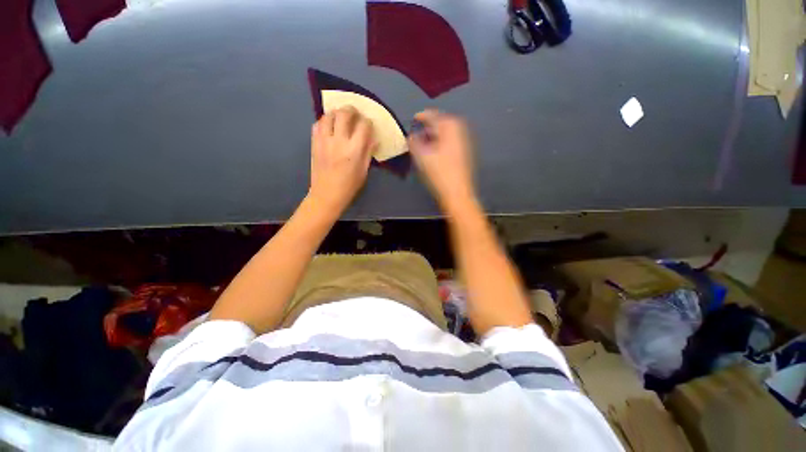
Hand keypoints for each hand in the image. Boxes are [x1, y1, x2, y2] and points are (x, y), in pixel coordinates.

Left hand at [308, 107, 374, 215]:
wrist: (327, 194)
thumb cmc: (349, 185)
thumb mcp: (364, 171)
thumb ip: (368, 152)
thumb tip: (373, 139)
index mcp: (354, 150)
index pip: (363, 126)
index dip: (368, 122)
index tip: (368, 125)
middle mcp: (339, 141)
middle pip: (344, 114)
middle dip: (352, 110)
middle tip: (355, 113)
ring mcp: (324, 140)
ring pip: (328, 115)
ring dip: (336, 112)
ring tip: (341, 117)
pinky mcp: (314, 143)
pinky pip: (317, 124)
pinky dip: (324, 121)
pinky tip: (329, 126)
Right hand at [408, 110, 476, 213]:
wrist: (458, 193)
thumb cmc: (439, 174)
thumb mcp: (422, 157)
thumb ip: (415, 143)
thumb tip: (411, 136)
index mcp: (449, 131)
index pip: (435, 117)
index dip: (424, 116)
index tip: (415, 117)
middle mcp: (459, 134)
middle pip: (445, 121)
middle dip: (433, 122)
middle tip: (422, 127)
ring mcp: (464, 144)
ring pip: (450, 131)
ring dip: (438, 131)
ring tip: (427, 138)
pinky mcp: (465, 154)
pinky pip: (453, 140)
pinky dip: (443, 139)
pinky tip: (437, 148)